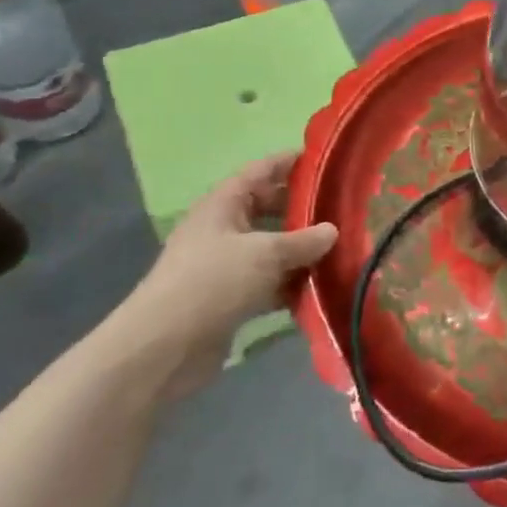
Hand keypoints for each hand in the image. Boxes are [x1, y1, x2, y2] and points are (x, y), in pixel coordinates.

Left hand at [121, 152, 337, 391]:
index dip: (290, 162)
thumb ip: (304, 240)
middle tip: (343, 208)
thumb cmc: (213, 283)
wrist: (164, 347)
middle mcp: (222, 230)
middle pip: (268, 209)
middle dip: (302, 209)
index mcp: (223, 205)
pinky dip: (291, 284)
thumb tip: (333, 230)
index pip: (260, 171)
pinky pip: (268, 282)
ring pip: (271, 248)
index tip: (326, 159)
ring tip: (342, 247)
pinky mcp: (230, 298)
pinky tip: (322, 288)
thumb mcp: (266, 254)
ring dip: (301, 250)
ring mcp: (225, 266)